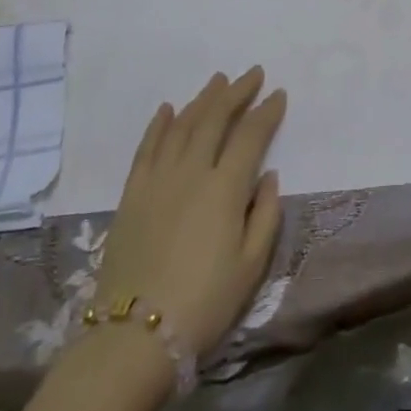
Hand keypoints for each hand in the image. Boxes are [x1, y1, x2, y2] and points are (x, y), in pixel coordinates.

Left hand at [89, 68, 285, 360]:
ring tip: (217, 81)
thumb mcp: (251, 267)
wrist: (134, 336)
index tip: (278, 94)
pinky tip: (168, 109)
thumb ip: (265, 215)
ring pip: (183, 125)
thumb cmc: (204, 303)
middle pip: (216, 118)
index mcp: (225, 188)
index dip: (267, 111)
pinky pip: (147, 147)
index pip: (251, 135)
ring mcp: (158, 179)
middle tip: (252, 74)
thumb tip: (268, 176)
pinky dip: (160, 124)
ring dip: (203, 99)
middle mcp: (192, 171)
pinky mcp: (132, 193)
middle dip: (236, 91)